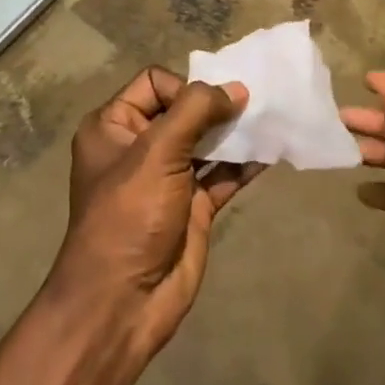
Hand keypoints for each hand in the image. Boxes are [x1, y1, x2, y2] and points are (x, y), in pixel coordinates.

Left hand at [52, 67, 259, 355]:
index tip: (212, 106)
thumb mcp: (157, 153)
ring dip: (235, 133)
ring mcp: (167, 178)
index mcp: (113, 126)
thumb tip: (236, 89)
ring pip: (206, 142)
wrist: (123, 301)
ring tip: (270, 122)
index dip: (185, 88)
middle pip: (184, 110)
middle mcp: (139, 146)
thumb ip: (195, 111)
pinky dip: (244, 164)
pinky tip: (271, 152)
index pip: (155, 82)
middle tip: (255, 104)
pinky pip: (222, 175)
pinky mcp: (192, 206)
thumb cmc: (130, 215)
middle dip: (218, 106)